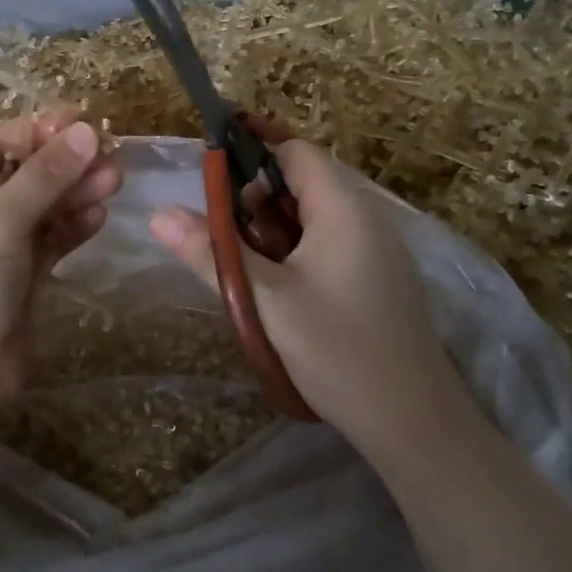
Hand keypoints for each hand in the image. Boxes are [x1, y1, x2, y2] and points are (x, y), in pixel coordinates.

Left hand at [0, 107, 119, 410]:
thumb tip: (87, 130)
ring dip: (76, 192)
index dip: (40, 130)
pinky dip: (73, 226)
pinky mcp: (21, 274)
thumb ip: (44, 176)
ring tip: (114, 180)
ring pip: (43, 206)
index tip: (84, 120)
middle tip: (111, 152)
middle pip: (25, 173)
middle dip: (66, 163)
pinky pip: (51, 238)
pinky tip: (98, 214)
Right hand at [149, 140, 469, 459]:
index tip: (210, 168)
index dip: (252, 150)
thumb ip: (210, 252)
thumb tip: (158, 213)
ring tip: (243, 262)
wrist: (413, 421)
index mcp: (343, 208)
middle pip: (304, 181)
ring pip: (314, 215)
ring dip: (274, 227)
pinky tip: (277, 286)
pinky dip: (296, 248)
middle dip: (256, 197)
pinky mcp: (379, 277)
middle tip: (221, 231)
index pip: (295, 150)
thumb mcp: (262, 300)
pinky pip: (330, 241)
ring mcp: (377, 248)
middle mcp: (367, 217)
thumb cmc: (336, 350)